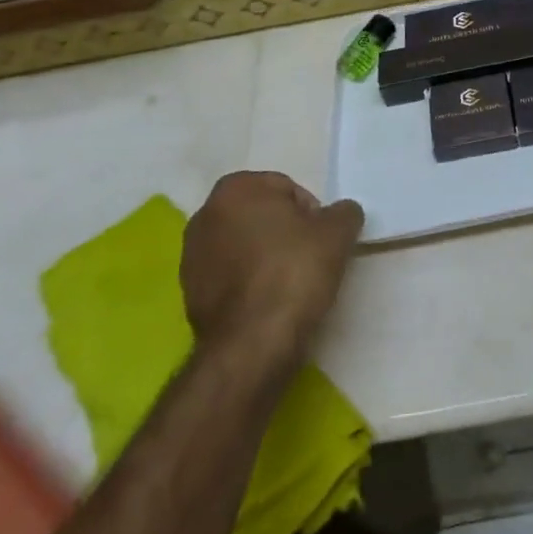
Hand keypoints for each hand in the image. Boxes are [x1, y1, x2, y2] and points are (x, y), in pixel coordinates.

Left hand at [182, 171, 363, 369]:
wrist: (252, 344)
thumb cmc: (294, 272)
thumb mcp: (338, 233)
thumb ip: (344, 212)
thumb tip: (340, 214)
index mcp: (235, 188)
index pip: (286, 189)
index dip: (311, 213)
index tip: (322, 240)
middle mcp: (205, 214)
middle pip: (262, 216)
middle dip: (284, 232)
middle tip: (309, 259)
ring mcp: (191, 257)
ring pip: (244, 246)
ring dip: (265, 257)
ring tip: (289, 285)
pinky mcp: (188, 295)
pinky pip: (230, 277)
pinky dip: (248, 283)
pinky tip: (268, 304)